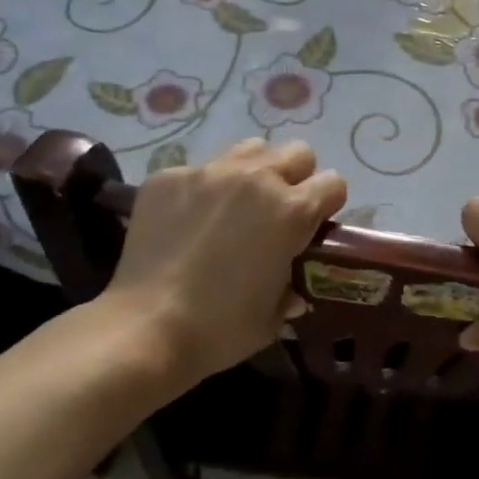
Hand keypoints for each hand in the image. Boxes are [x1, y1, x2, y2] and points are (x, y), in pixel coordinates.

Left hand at [99, 139, 345, 387]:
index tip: (314, 226)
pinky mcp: (169, 176)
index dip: (327, 204)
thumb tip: (294, 287)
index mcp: (292, 211)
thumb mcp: (273, 317)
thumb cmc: (220, 329)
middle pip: (297, 152)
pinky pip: (199, 169)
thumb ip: (291, 290)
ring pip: (250, 149)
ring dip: (254, 172)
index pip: (333, 183)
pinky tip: (187, 222)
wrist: (145, 329)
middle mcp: (256, 179)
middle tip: (277, 212)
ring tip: (235, 206)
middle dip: (296, 177)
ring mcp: (209, 172)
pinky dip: (203, 190)